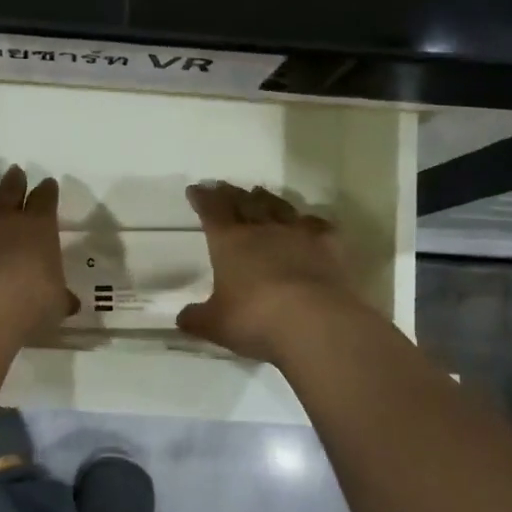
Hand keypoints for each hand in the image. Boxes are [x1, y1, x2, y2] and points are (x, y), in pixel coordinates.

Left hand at [0, 158, 77, 338]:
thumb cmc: (28, 306)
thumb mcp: (55, 305)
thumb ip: (60, 299)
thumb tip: (69, 302)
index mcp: (38, 230)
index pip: (45, 203)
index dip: (47, 192)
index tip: (48, 183)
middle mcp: (3, 221)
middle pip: (10, 192)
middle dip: (14, 180)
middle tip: (15, 170)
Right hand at [177, 181, 366, 361]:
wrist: (315, 322)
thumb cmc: (255, 319)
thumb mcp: (215, 325)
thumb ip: (196, 318)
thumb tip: (183, 318)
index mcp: (229, 242)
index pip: (212, 211)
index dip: (203, 199)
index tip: (196, 190)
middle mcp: (262, 230)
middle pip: (244, 203)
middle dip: (231, 193)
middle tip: (224, 186)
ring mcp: (298, 234)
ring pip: (279, 207)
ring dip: (266, 199)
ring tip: (258, 192)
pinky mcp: (329, 246)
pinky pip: (317, 225)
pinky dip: (308, 221)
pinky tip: (307, 222)